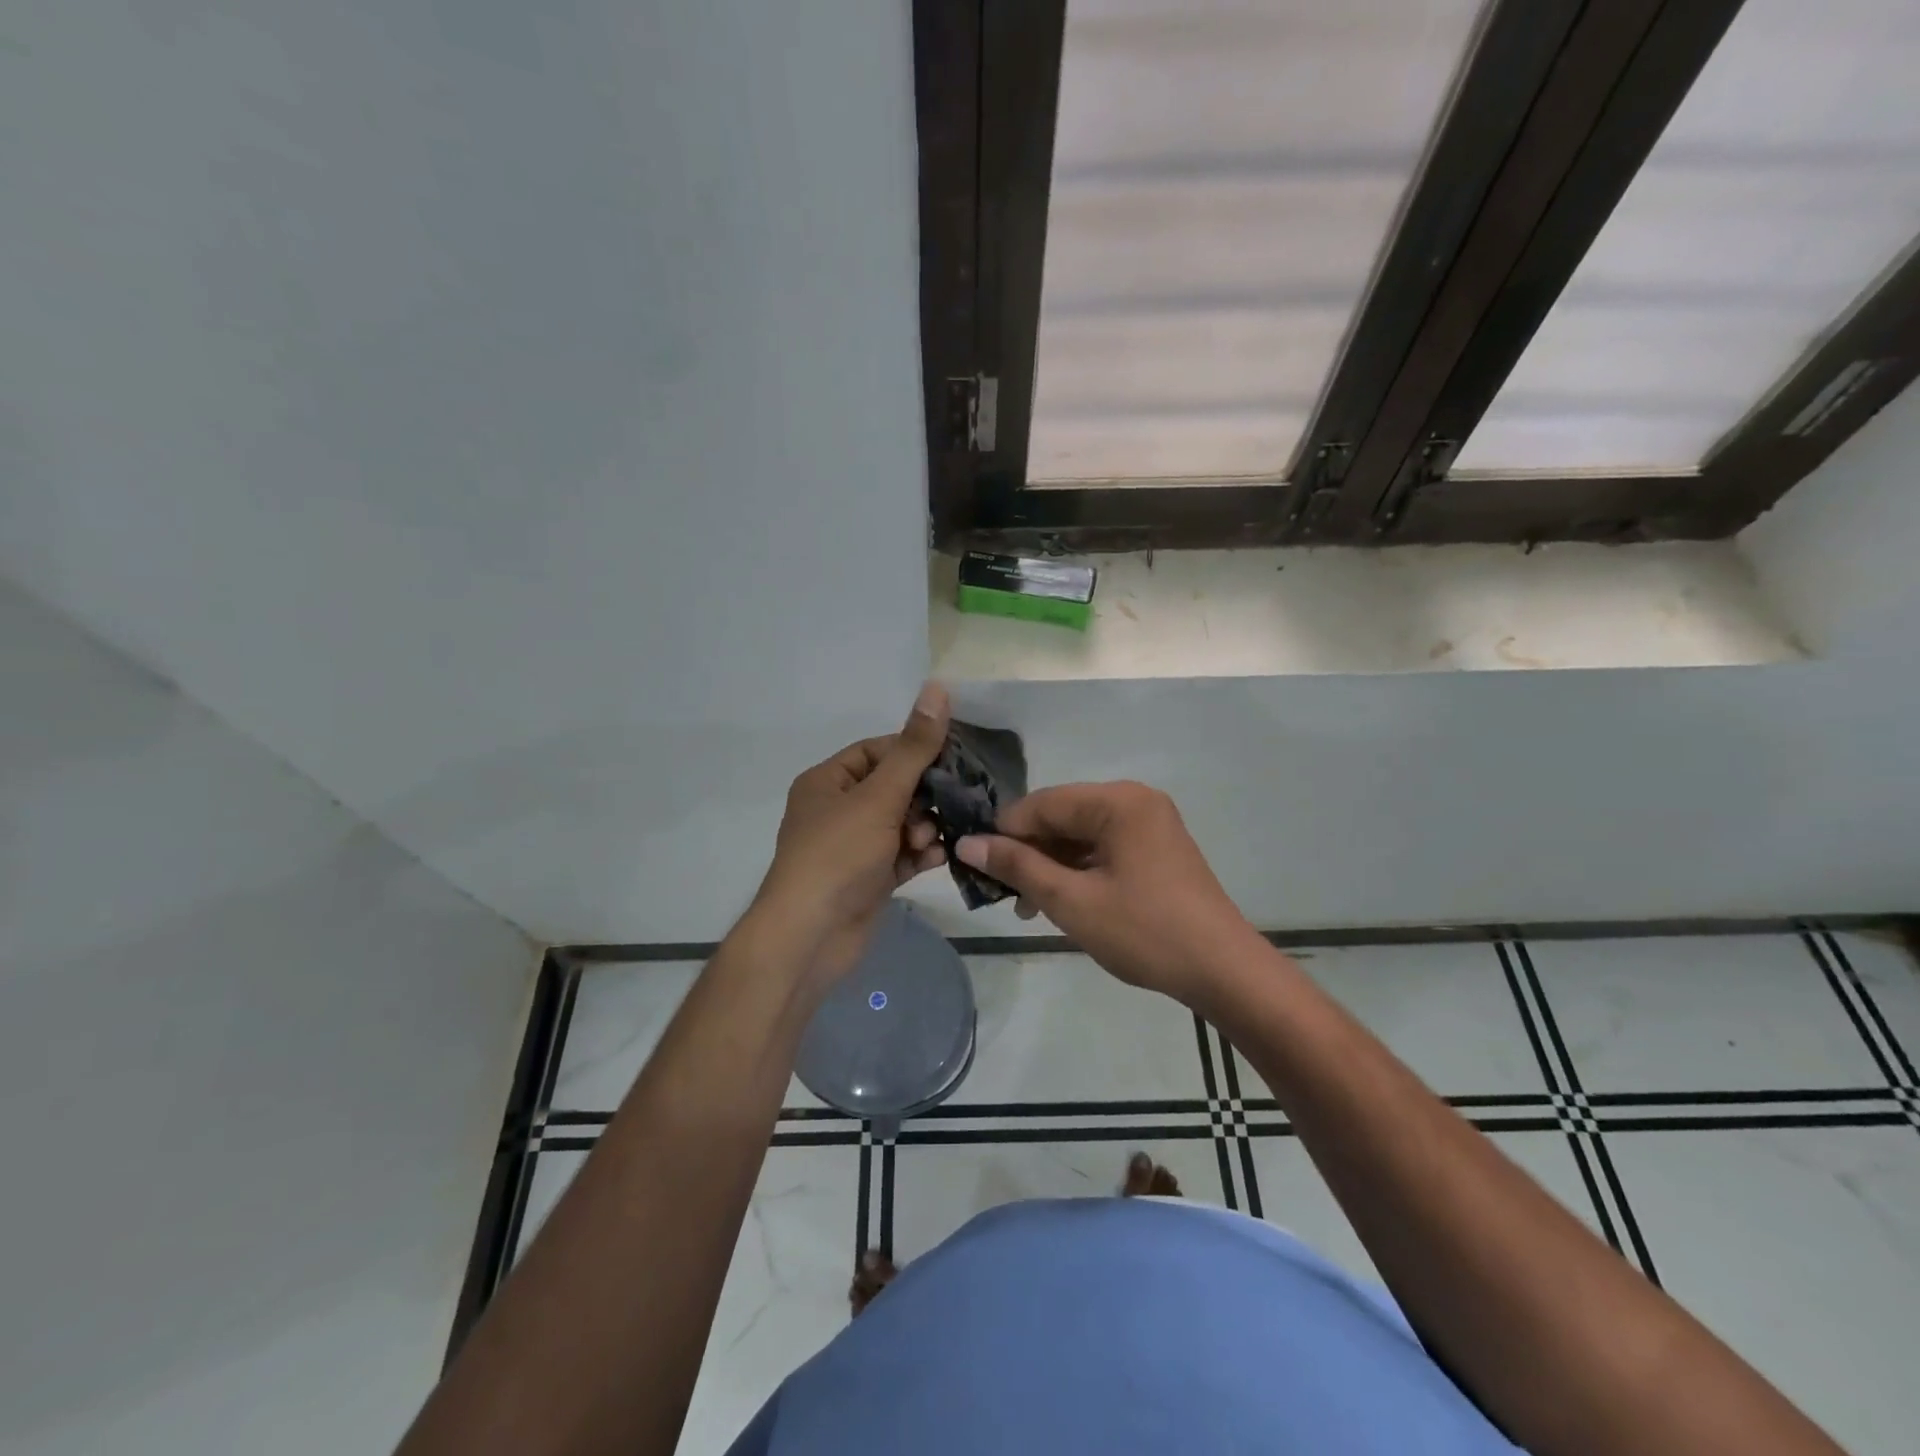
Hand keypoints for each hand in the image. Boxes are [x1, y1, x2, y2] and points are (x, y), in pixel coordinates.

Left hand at [750, 684, 951, 990]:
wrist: (810, 937)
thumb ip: (914, 748)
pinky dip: (920, 853)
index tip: (952, 760)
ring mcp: (853, 847)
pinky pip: (902, 854)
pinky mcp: (869, 878)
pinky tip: (937, 857)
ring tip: (929, 839)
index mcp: (827, 782)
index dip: (913, 752)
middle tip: (948, 805)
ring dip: (923, 827)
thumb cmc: (838, 855)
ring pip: (901, 823)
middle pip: (894, 788)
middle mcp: (838, 810)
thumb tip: (937, 687)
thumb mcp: (879, 796)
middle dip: (922, 797)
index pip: (877, 751)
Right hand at [955, 781, 1257, 1005]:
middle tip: (1003, 893)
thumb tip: (967, 843)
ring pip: (1080, 834)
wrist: (1223, 971)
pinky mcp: (1157, 848)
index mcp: (1118, 801)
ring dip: (1051, 865)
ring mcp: (1150, 824)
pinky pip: (1103, 848)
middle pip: (1061, 816)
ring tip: (1027, 907)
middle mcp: (1134, 801)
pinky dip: (1078, 870)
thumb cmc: (1144, 932)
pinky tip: (1061, 901)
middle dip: (1028, 852)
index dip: (1004, 833)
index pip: (1041, 804)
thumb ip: (1018, 867)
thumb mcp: (1071, 901)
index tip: (976, 866)